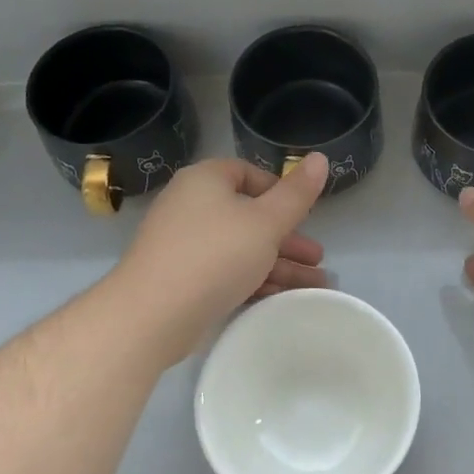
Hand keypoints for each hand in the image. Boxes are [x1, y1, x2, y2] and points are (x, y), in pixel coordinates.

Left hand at [116, 154, 330, 366]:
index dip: (280, 191)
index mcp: (205, 181)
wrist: (152, 315)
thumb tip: (320, 158)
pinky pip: (225, 272)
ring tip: (314, 285)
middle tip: (317, 258)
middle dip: (287, 238)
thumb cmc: (215, 256)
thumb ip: (296, 194)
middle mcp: (190, 206)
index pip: (247, 173)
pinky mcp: (181, 279)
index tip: (304, 214)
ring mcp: (183, 245)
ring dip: (278, 263)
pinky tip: (281, 297)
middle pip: (248, 215)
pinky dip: (255, 280)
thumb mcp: (266, 222)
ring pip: (241, 248)